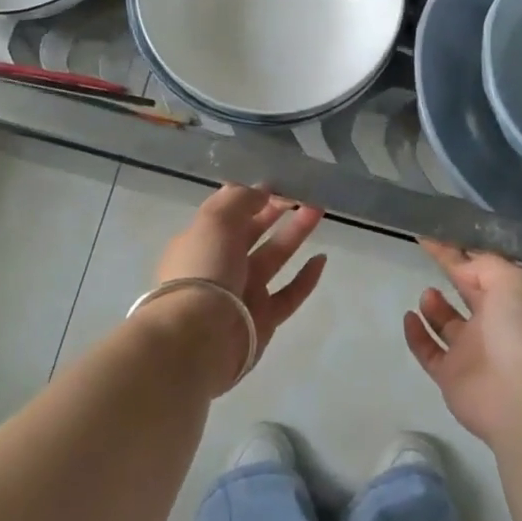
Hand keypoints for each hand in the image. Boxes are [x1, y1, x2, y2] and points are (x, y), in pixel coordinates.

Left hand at [156, 185, 328, 359]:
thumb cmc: (203, 269)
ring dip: (295, 234)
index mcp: (200, 241)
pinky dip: (306, 278)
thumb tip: (261, 192)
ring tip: (318, 210)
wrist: (200, 337)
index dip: (249, 196)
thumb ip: (239, 200)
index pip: (226, 213)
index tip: (277, 183)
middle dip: (274, 211)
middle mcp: (220, 266)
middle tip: (301, 193)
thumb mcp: (215, 220)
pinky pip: (289, 295)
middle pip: (251, 233)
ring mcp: (243, 293)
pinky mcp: (263, 319)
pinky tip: (321, 259)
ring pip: (273, 257)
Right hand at [403, 240, 521, 444]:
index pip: (485, 270)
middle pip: (470, 294)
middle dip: (454, 275)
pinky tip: (409, 318)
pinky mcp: (452, 376)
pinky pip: (429, 351)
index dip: (459, 253)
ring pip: (449, 324)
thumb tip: (460, 265)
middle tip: (428, 258)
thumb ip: (484, 266)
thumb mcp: (513, 281)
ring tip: (427, 294)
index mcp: (518, 301)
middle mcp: (498, 325)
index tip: (432, 237)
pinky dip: (417, 334)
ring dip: (435, 306)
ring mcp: (474, 352)